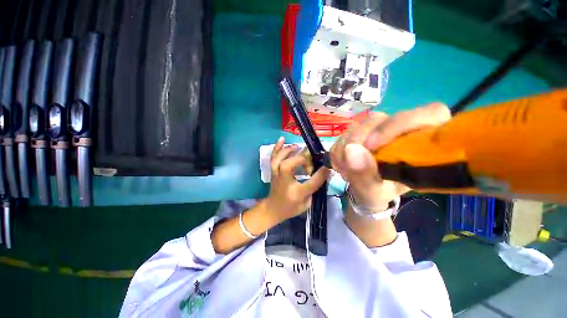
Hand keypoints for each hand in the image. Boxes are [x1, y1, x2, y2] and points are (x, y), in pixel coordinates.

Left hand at [264, 137, 330, 223]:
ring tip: (298, 146)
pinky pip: (273, 157)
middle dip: (301, 159)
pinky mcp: (273, 171)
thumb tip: (324, 173)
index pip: (310, 183)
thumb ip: (315, 188)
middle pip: (289, 166)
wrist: (273, 209)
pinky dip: (277, 147)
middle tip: (310, 159)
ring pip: (279, 159)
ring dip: (289, 150)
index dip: (320, 175)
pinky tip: (282, 139)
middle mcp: (284, 182)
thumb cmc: (290, 208)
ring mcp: (276, 175)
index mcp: (295, 193)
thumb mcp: (306, 204)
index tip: (327, 168)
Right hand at [331, 103, 450, 209]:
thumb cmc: (379, 192)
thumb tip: (350, 150)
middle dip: (358, 140)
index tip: (372, 147)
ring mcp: (378, 127)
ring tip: (344, 170)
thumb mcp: (375, 191)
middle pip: (379, 119)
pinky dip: (338, 149)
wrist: (363, 189)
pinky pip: (344, 133)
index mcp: (422, 143)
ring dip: (344, 147)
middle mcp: (401, 128)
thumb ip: (365, 174)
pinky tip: (341, 164)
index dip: (399, 125)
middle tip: (348, 164)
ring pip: (358, 124)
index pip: (429, 114)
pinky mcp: (360, 130)